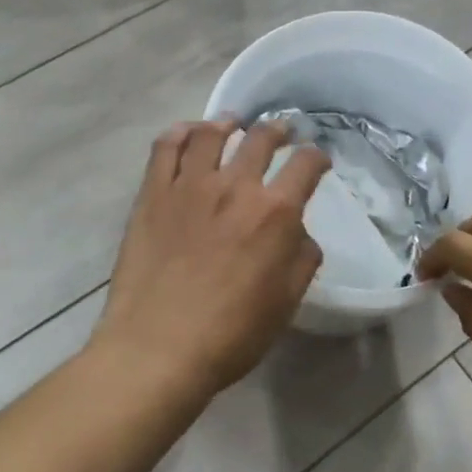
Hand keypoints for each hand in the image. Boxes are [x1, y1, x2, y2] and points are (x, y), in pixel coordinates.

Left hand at [93, 120, 329, 398]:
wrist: (158, 348)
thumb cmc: (231, 334)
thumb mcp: (286, 302)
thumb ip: (302, 259)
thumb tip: (300, 234)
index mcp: (275, 213)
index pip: (305, 165)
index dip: (317, 156)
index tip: (318, 160)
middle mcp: (235, 187)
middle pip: (261, 138)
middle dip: (277, 130)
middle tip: (280, 131)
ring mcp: (189, 186)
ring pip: (211, 134)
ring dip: (228, 123)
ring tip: (232, 124)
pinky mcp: (153, 194)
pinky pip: (166, 147)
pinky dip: (180, 132)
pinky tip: (188, 133)